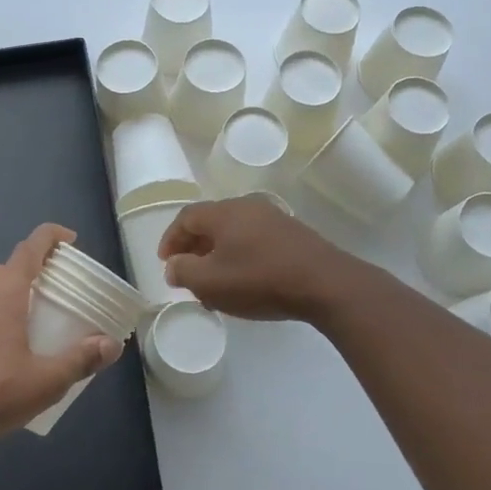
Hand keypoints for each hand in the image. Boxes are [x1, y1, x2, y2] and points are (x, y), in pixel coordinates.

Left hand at [0, 224, 122, 441]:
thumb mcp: (45, 381)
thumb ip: (80, 360)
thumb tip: (111, 344)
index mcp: (5, 292)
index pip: (30, 247)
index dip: (52, 236)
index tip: (71, 241)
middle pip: (10, 266)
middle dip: (35, 269)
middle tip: (58, 289)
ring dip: (14, 293)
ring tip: (35, 319)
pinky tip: (5, 349)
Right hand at [157, 196, 354, 321]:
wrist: (325, 283)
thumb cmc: (260, 280)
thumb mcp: (211, 282)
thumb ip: (184, 272)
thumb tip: (174, 265)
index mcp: (223, 212)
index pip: (186, 217)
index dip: (171, 239)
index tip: (165, 262)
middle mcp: (247, 206)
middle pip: (211, 222)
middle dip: (194, 247)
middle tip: (187, 272)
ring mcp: (274, 218)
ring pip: (234, 232)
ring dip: (218, 253)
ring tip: (214, 282)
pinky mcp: (293, 234)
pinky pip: (255, 239)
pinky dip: (240, 255)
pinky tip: (245, 280)